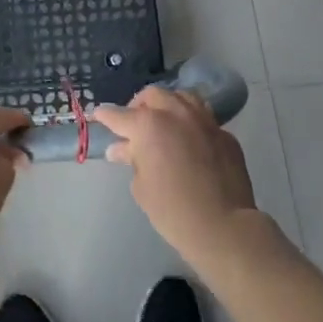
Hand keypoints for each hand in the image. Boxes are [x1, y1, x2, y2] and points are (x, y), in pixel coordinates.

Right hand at [90, 86, 258, 261]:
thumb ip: (132, 160)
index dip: (105, 115)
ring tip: (164, 121)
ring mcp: (203, 120)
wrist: (223, 226)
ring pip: (182, 97)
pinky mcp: (224, 133)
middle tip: (134, 123)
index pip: (119, 115)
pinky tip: (190, 139)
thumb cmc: (173, 210)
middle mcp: (175, 113)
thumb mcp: (142, 187)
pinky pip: (203, 118)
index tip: (98, 114)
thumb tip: (122, 149)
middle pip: (152, 95)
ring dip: (168, 105)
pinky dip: (191, 123)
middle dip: (139, 105)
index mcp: (148, 125)